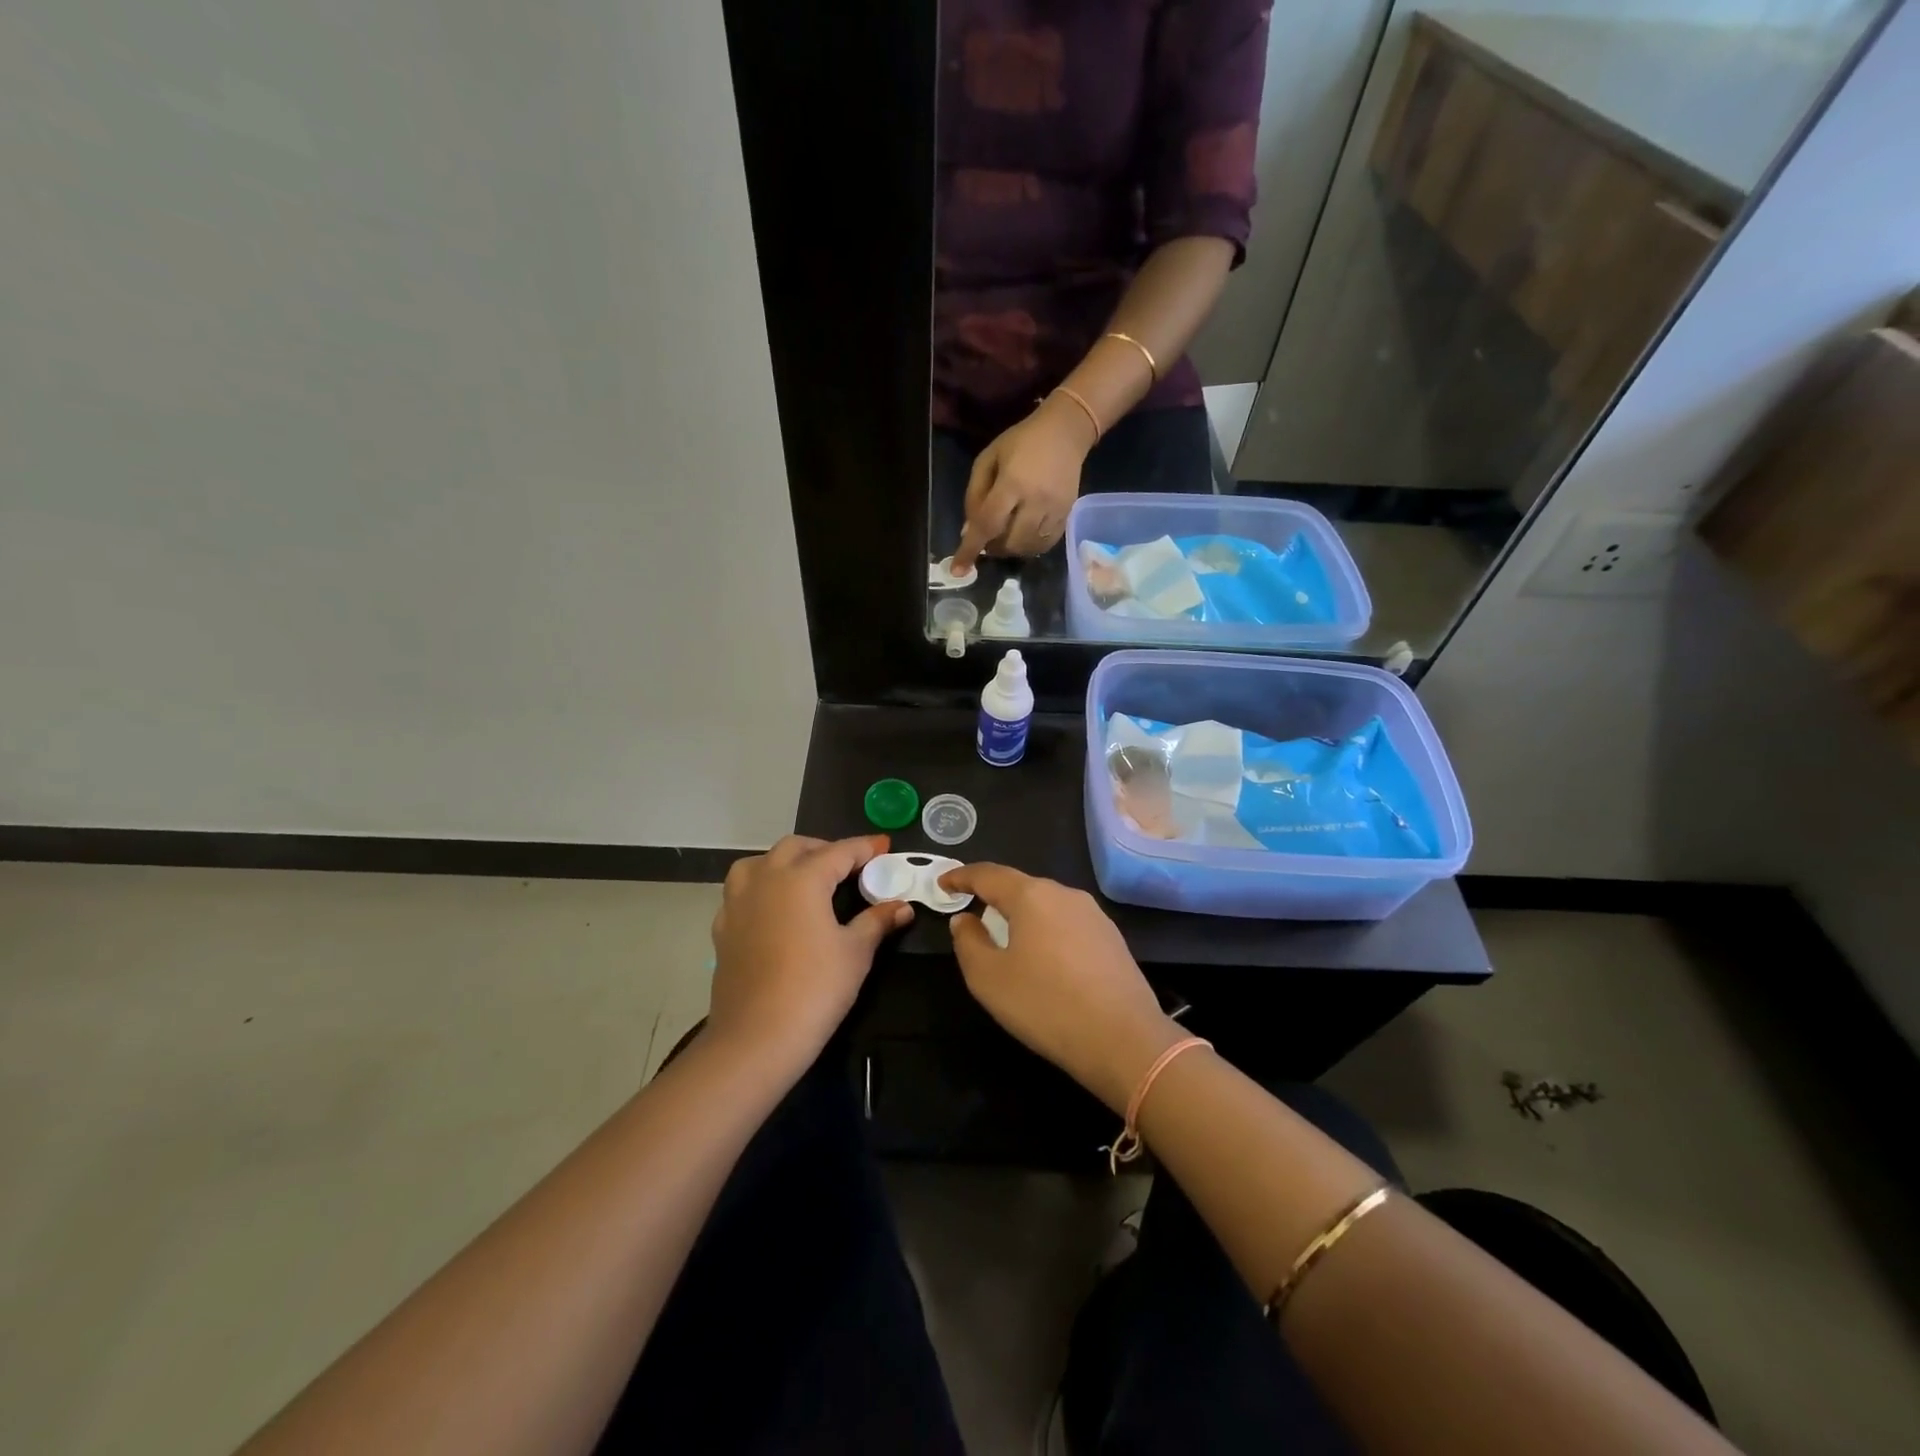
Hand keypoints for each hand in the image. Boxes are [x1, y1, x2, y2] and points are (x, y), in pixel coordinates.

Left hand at [708, 835, 912, 1072]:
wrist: (756, 1038)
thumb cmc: (815, 989)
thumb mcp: (856, 952)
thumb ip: (877, 921)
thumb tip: (902, 906)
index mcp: (802, 878)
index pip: (839, 852)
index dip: (865, 848)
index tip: (884, 846)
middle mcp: (766, 879)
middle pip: (796, 847)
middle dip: (825, 850)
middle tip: (850, 866)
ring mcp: (738, 902)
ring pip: (760, 862)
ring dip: (786, 861)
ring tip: (806, 878)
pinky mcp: (723, 928)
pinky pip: (741, 892)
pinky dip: (761, 888)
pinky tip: (774, 909)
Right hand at [940, 863, 1181, 1113]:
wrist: (1123, 1039)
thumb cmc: (1045, 1004)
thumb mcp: (988, 978)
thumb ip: (968, 942)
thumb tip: (965, 919)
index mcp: (1031, 896)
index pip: (987, 874)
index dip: (961, 876)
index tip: (943, 884)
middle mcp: (1064, 894)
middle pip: (1020, 886)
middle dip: (993, 895)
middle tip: (972, 910)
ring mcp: (1093, 914)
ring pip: (1046, 904)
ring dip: (1022, 914)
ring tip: (1006, 935)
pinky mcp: (1111, 938)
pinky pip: (1067, 923)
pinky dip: (1046, 931)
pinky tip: (1044, 957)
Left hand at [952, 396, 1095, 571]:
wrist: (1065, 432)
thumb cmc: (1020, 442)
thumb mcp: (988, 459)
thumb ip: (975, 495)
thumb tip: (968, 532)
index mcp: (1013, 483)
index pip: (987, 524)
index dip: (970, 549)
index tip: (958, 570)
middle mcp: (1036, 501)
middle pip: (1009, 542)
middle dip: (992, 547)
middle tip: (986, 538)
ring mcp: (1055, 511)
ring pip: (1027, 548)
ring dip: (1010, 549)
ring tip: (1004, 535)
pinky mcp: (1067, 516)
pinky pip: (1045, 545)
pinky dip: (1028, 547)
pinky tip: (1022, 534)